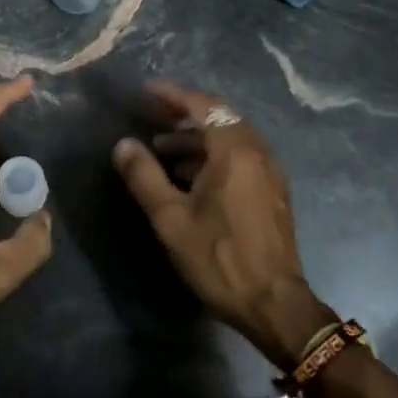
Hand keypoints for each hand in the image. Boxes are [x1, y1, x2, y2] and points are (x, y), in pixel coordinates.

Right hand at [111, 82, 335, 367]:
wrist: (275, 305)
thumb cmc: (219, 258)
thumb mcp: (171, 219)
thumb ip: (144, 176)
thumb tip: (123, 144)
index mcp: (234, 150)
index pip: (203, 105)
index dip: (173, 95)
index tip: (146, 92)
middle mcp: (257, 151)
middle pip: (219, 117)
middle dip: (184, 115)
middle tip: (153, 118)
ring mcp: (269, 171)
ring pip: (230, 137)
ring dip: (197, 137)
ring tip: (163, 151)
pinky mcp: (273, 191)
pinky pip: (241, 156)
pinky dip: (214, 154)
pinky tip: (191, 177)